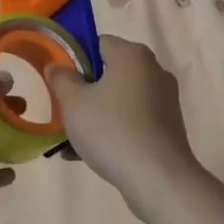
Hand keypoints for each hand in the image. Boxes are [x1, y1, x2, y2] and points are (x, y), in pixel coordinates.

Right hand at [50, 37, 204, 221]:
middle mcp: (153, 72)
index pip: (99, 43)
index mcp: (133, 55)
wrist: (158, 180)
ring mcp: (164, 102)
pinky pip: (132, 123)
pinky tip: (87, 156)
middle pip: (110, 73)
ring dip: (96, 115)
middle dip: (84, 91)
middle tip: (64, 110)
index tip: (60, 81)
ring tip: (70, 140)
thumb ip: (61, 79)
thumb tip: (56, 66)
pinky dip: (112, 132)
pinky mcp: (167, 130)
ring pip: (119, 101)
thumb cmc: (112, 130)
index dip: (75, 59)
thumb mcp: (74, 102)